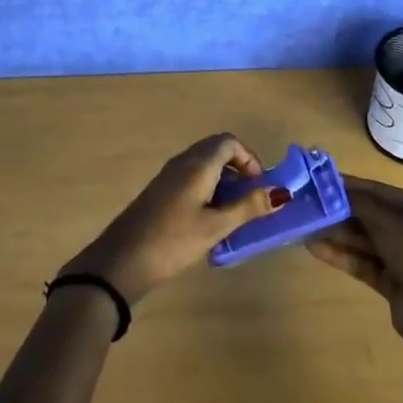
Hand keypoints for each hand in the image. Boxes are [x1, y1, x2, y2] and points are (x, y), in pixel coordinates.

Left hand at [61, 135, 290, 304]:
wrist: (122, 260)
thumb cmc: (173, 240)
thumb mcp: (216, 226)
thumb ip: (248, 207)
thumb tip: (281, 192)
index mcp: (198, 163)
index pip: (229, 142)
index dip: (250, 158)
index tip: (260, 186)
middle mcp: (183, 161)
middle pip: (217, 150)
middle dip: (239, 170)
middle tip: (252, 200)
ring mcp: (169, 176)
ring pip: (204, 165)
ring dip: (224, 182)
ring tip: (235, 214)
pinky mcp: (160, 192)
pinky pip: (191, 178)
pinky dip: (208, 190)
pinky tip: (210, 221)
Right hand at [305, 175, 402, 344]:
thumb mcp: (388, 221)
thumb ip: (358, 203)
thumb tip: (330, 187)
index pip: (377, 191)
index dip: (348, 186)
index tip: (318, 181)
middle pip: (368, 215)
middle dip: (338, 211)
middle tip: (306, 205)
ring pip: (363, 240)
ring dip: (335, 234)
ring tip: (304, 227)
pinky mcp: (392, 282)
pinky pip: (362, 262)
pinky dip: (341, 255)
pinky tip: (314, 249)